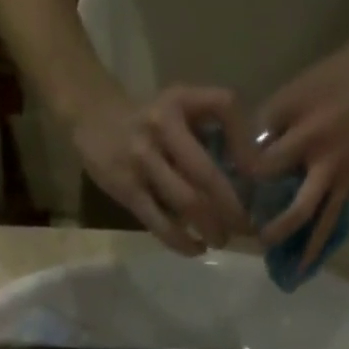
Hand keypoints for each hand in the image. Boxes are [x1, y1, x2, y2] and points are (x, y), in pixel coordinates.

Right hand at [70, 86, 251, 254]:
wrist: (92, 118)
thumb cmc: (145, 121)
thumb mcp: (176, 109)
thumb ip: (205, 132)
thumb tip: (243, 175)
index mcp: (180, 99)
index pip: (224, 106)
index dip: (245, 141)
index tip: (256, 174)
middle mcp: (163, 125)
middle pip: (206, 172)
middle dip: (231, 206)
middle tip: (244, 227)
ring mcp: (143, 159)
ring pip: (186, 202)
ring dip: (210, 228)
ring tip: (221, 241)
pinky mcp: (128, 189)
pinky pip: (160, 223)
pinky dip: (183, 242)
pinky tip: (197, 249)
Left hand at [251, 15, 348, 270]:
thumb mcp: (306, 81)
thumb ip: (278, 116)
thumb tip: (249, 150)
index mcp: (296, 108)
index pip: (255, 138)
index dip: (235, 160)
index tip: (221, 177)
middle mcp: (312, 138)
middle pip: (269, 174)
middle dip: (248, 196)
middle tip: (233, 213)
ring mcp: (331, 165)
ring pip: (299, 208)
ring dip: (279, 229)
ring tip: (262, 244)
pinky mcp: (347, 182)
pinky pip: (328, 222)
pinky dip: (314, 247)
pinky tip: (299, 270)